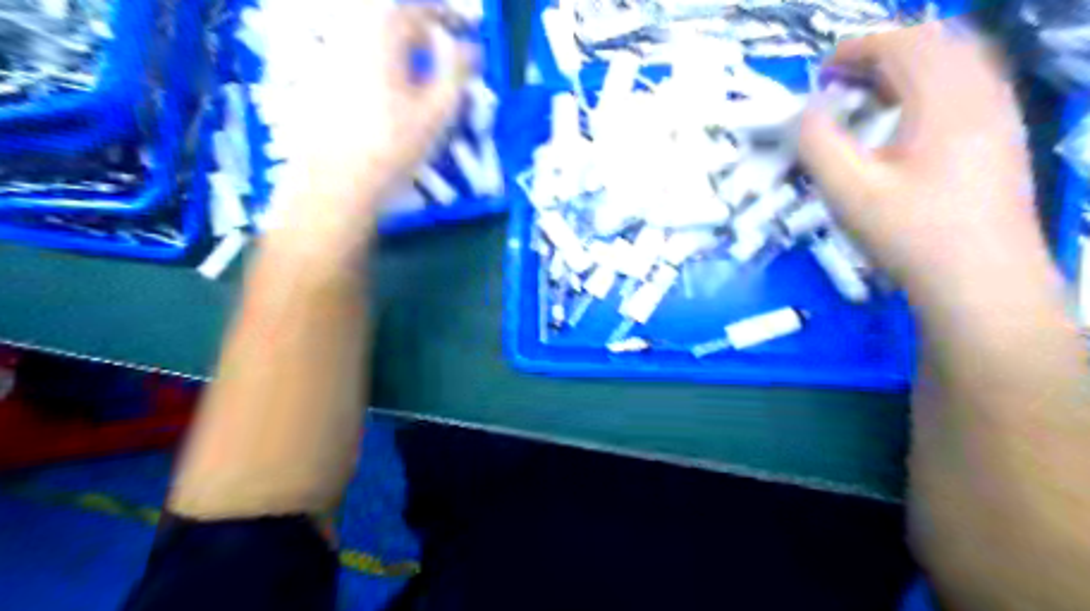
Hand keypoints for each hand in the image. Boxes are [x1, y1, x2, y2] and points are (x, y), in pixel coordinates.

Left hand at [273, 3, 471, 252]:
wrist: (337, 182)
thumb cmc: (393, 144)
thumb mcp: (437, 110)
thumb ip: (457, 71)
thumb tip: (471, 48)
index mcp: (379, 36)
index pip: (418, 11)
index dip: (447, 18)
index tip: (466, 33)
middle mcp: (350, 38)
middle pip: (392, 25)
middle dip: (424, 36)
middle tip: (446, 59)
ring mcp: (331, 62)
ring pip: (375, 46)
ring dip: (404, 54)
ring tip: (424, 82)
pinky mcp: (321, 88)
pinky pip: (360, 65)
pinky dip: (384, 72)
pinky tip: (393, 102)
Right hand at [799, 25, 1050, 305]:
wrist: (980, 282)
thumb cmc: (909, 234)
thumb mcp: (848, 191)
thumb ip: (818, 144)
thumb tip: (806, 111)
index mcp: (945, 99)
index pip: (903, 45)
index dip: (856, 49)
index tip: (820, 73)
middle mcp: (982, 95)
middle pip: (936, 43)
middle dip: (882, 53)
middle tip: (841, 81)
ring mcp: (999, 116)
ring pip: (957, 64)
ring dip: (908, 68)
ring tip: (868, 97)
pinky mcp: (1002, 140)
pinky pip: (969, 88)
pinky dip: (930, 88)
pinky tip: (906, 122)